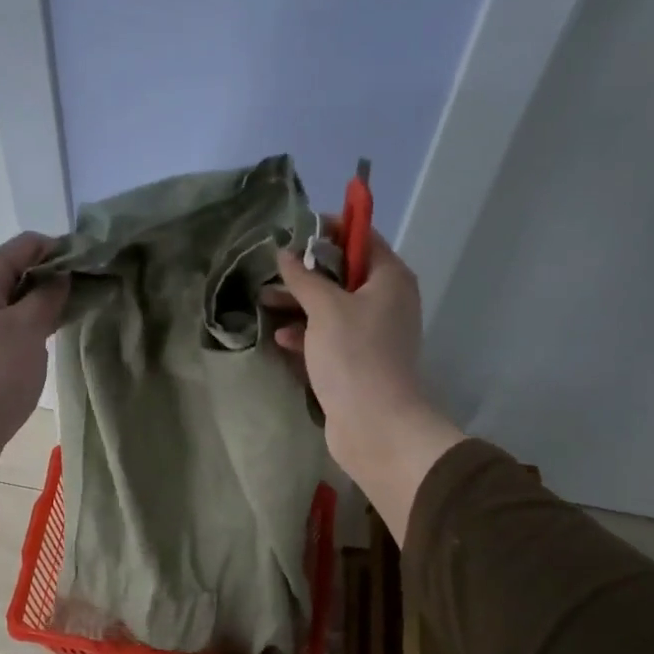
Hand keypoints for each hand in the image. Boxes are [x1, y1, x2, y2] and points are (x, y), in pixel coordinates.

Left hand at [0, 233, 67, 503]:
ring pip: (16, 304)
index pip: (24, 245)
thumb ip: (49, 296)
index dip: (59, 249)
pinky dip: (33, 328)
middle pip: (18, 273)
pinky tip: (53, 341)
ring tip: (78, 316)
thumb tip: (61, 277)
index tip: (93, 266)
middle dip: (55, 279)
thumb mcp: (28, 328)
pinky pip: (11, 329)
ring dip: (45, 306)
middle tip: (92, 293)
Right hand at [274, 232, 462, 538]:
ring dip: (300, 305)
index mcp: (390, 279)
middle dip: (306, 272)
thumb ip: (304, 277)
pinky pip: (329, 339)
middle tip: (271, 269)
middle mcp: (386, 302)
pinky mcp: (357, 363)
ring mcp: (372, 335)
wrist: (375, 424)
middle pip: (344, 274)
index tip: (295, 230)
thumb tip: (285, 253)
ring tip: (264, 301)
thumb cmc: (354, 356)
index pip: (362, 238)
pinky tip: (280, 338)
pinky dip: (306, 335)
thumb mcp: (325, 308)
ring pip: (332, 309)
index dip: (330, 229)